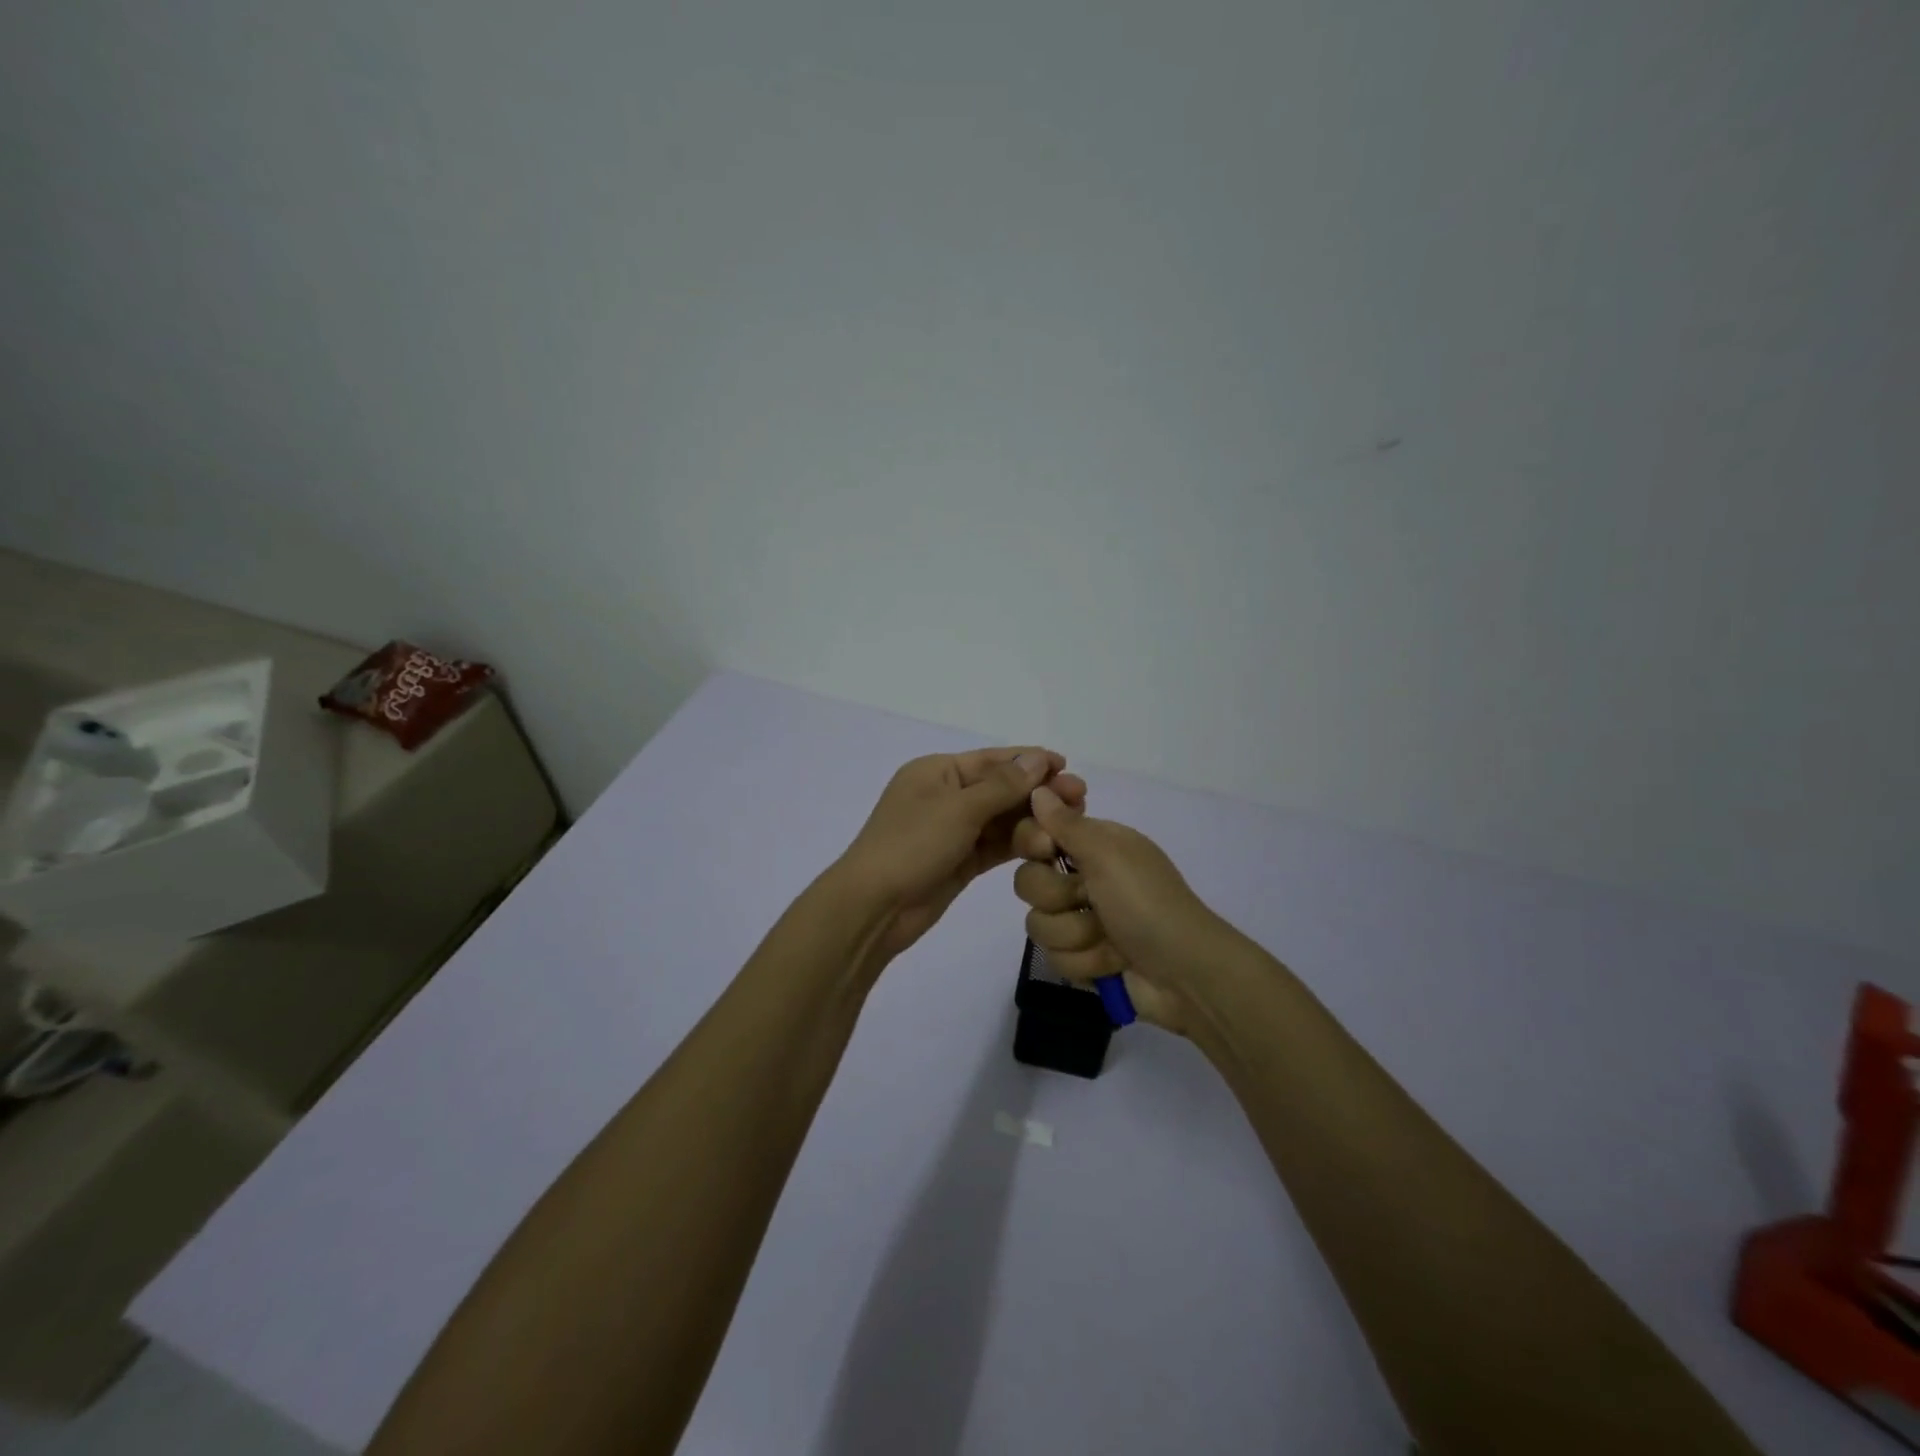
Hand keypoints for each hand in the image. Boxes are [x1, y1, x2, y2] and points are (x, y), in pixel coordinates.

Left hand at [836, 748, 1074, 960]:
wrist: (874, 908)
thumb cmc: (911, 845)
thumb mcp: (959, 808)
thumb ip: (1003, 785)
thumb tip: (1039, 758)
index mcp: (937, 772)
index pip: (992, 760)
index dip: (1030, 761)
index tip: (1066, 767)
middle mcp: (946, 796)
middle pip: (1001, 789)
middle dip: (1038, 794)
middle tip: (1080, 800)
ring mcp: (953, 830)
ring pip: (1002, 820)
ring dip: (1033, 822)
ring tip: (1067, 828)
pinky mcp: (960, 861)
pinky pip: (996, 846)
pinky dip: (1019, 845)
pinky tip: (1048, 846)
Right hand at [1012, 785, 1231, 1036]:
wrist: (1184, 974)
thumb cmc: (1147, 903)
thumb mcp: (1108, 854)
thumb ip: (1066, 824)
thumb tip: (1038, 788)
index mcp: (1092, 845)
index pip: (1035, 833)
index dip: (1033, 843)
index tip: (1046, 850)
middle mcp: (1082, 878)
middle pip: (1028, 881)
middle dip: (1057, 897)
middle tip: (1088, 899)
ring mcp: (1081, 920)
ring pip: (1038, 924)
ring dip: (1075, 935)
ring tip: (1108, 939)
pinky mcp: (1082, 957)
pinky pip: (1054, 957)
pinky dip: (1085, 962)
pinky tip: (1112, 963)